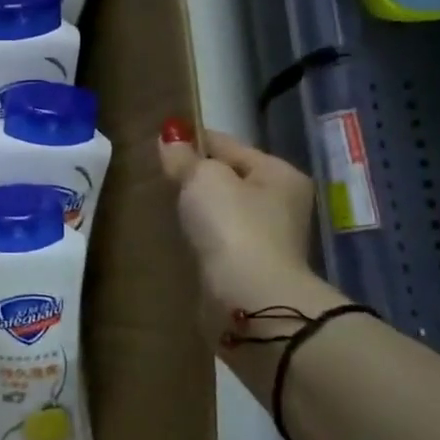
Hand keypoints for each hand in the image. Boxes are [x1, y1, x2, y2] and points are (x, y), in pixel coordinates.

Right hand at [157, 122, 327, 316]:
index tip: (161, 141)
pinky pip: (218, 241)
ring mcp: (268, 240)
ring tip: (162, 205)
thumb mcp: (203, 179)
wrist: (249, 301)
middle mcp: (281, 204)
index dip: (194, 140)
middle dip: (196, 178)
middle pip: (229, 179)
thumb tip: (170, 138)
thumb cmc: (233, 226)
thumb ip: (185, 158)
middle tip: (158, 176)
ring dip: (198, 210)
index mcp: (279, 173)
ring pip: (223, 212)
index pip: (229, 144)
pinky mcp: (250, 269)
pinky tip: (177, 236)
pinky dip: (200, 237)